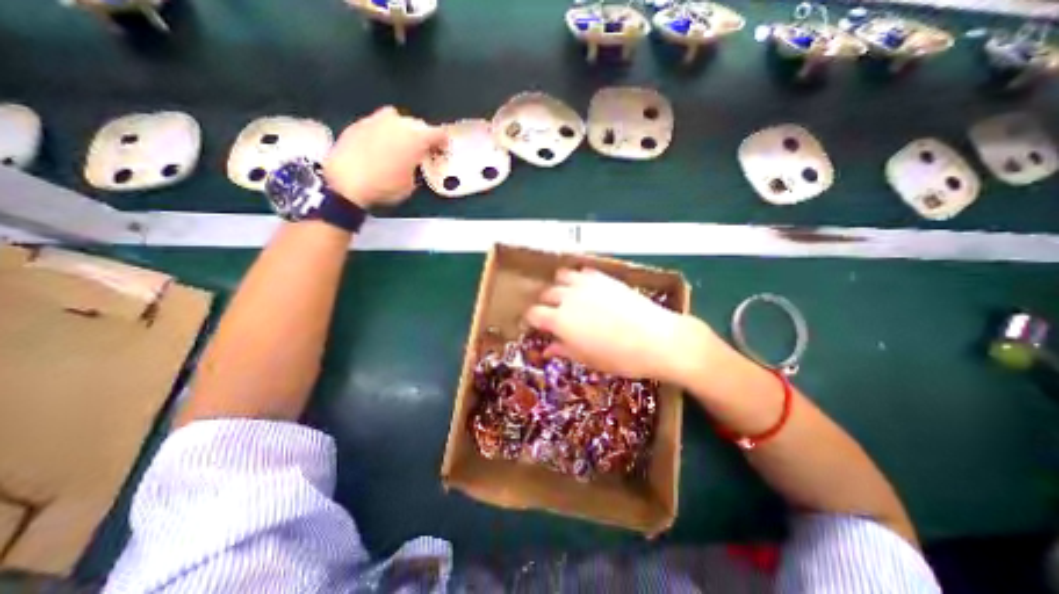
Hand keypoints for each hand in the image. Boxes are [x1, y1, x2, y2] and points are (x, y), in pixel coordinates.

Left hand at [318, 107, 442, 208]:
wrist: (345, 181)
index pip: (439, 133)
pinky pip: (377, 124)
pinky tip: (378, 147)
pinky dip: (382, 132)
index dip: (443, 142)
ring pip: (395, 119)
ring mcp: (376, 120)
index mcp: (417, 138)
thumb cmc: (385, 186)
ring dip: (401, 130)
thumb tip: (413, 165)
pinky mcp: (358, 124)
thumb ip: (416, 169)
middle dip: (422, 136)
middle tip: (421, 150)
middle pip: (417, 124)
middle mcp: (398, 123)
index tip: (442, 150)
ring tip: (399, 145)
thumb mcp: (410, 185)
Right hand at [520, 270, 719, 384]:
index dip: (531, 320)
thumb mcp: (588, 359)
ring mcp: (587, 284)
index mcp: (560, 320)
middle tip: (553, 314)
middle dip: (545, 304)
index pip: (534, 313)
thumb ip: (564, 350)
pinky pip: (583, 271)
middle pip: (546, 293)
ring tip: (567, 297)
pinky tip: (587, 289)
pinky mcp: (604, 277)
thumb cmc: (620, 357)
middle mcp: (568, 297)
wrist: (658, 339)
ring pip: (562, 276)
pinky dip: (579, 278)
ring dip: (560, 286)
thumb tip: (547, 349)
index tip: (535, 325)